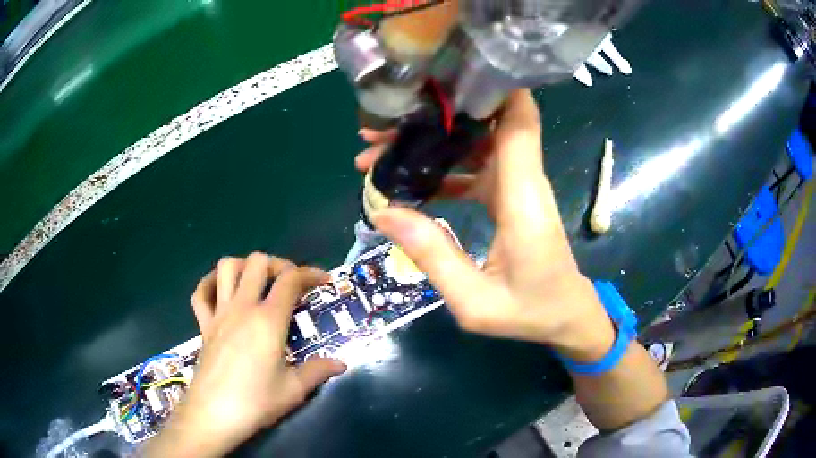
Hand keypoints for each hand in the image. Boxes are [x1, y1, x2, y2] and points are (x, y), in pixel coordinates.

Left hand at [145, 253, 346, 457]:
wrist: (214, 414)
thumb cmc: (256, 402)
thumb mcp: (294, 390)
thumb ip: (318, 371)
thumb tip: (340, 365)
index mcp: (268, 320)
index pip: (290, 280)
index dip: (310, 273)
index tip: (324, 280)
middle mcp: (242, 307)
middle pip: (258, 262)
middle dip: (279, 264)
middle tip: (290, 283)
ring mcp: (219, 313)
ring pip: (226, 267)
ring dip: (245, 266)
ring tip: (258, 283)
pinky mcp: (204, 324)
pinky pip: (201, 292)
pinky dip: (211, 283)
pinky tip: (222, 291)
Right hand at [356, 90, 614, 361]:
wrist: (565, 317)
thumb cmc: (529, 312)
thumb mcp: (474, 301)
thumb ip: (432, 256)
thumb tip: (382, 211)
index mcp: (522, 196)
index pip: (517, 119)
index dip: (490, 86)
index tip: (443, 72)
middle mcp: (522, 179)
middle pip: (482, 124)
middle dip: (432, 116)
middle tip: (377, 131)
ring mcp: (515, 185)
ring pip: (474, 143)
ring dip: (429, 140)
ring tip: (378, 153)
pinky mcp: (508, 196)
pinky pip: (474, 166)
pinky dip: (442, 165)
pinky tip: (408, 178)